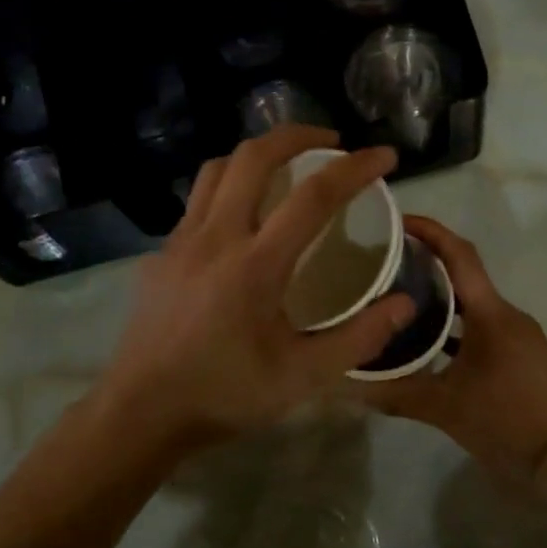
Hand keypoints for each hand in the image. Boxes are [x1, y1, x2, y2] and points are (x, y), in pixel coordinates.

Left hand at [94, 127, 415, 451]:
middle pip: (253, 156)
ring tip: (283, 168)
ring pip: (216, 169)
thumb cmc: (225, 395)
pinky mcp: (159, 254)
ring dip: (254, 156)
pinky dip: (225, 190)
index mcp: (256, 264)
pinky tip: (238, 221)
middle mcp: (215, 237)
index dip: (355, 168)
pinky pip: (195, 202)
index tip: (384, 155)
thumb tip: (405, 304)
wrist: (141, 412)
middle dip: (296, 135)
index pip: (314, 196)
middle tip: (329, 143)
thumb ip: (359, 338)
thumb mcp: (303, 377)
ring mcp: (180, 241)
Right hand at [363, 217, 546, 489]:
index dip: (430, 232)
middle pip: (465, 277)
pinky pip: (486, 329)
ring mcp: (522, 338)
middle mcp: (510, 316)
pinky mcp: (526, 359)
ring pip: (475, 306)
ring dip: (441, 301)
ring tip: (401, 305)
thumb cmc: (507, 425)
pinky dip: (458, 329)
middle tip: (386, 267)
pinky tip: (433, 348)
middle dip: (427, 267)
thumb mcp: (443, 409)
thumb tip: (347, 385)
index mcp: (492, 315)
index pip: (460, 255)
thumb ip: (394, 393)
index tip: (397, 221)